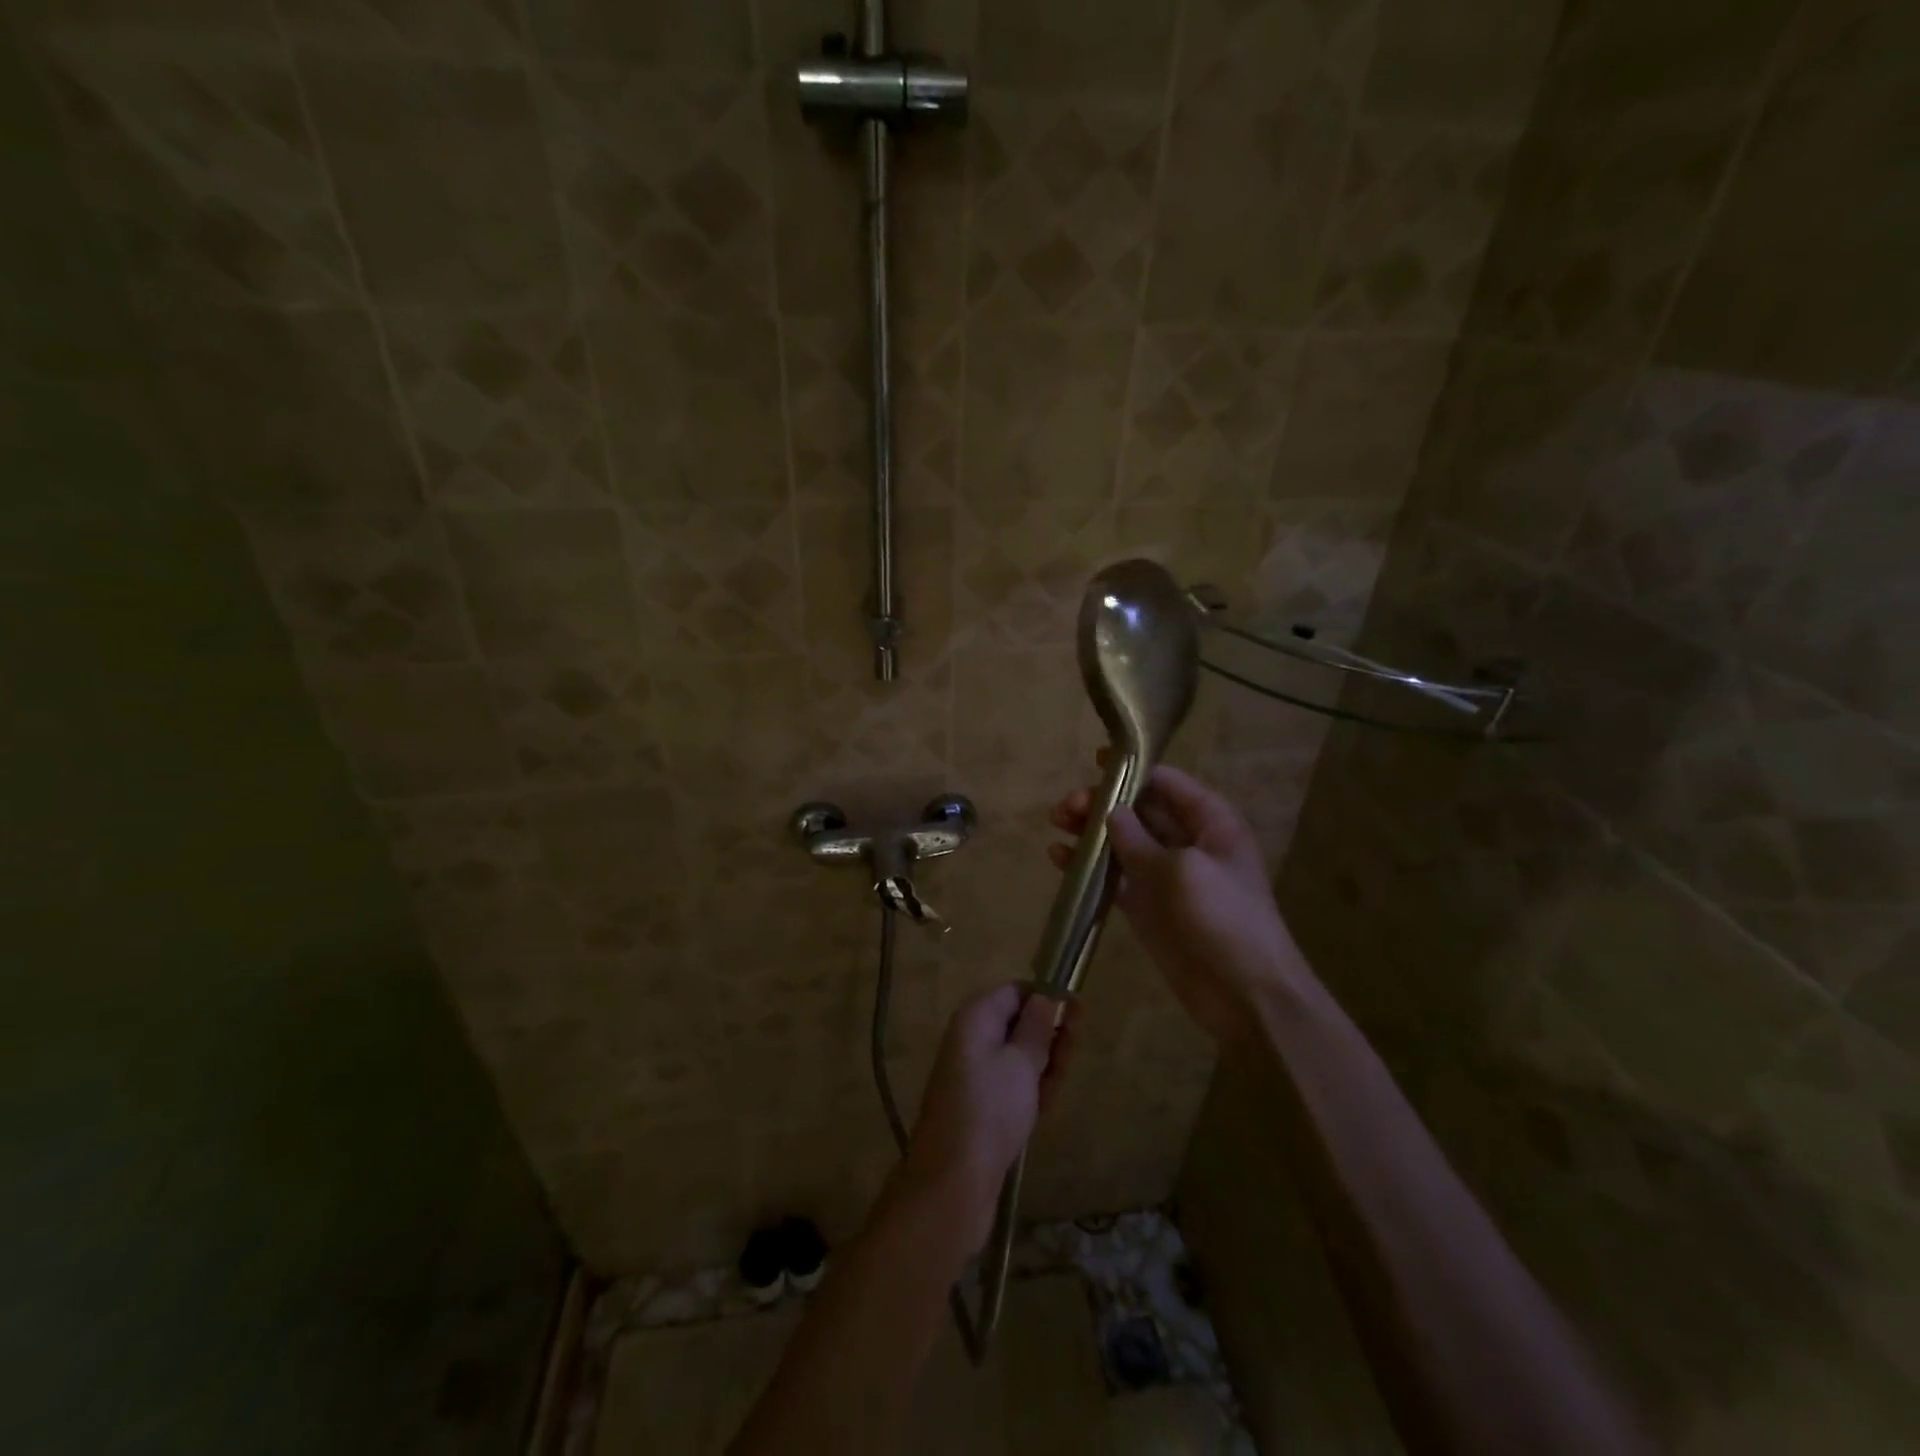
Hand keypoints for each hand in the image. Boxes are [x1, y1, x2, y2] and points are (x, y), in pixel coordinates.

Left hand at [903, 984, 1078, 1247]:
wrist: (954, 1181)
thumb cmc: (990, 1110)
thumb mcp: (1021, 1062)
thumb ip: (1037, 1027)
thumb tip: (1046, 996)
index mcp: (975, 1018)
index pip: (1015, 991)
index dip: (1047, 999)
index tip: (1079, 1014)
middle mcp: (971, 1038)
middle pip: (1019, 1023)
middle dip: (1049, 1037)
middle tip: (1071, 1056)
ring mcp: (974, 1072)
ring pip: (1019, 1056)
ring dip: (1044, 1066)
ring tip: (1055, 1087)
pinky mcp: (980, 1103)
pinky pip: (1012, 1084)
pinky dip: (1031, 1090)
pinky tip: (1044, 1108)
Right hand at [1049, 761, 1313, 1043]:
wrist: (1246, 996)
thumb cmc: (1224, 921)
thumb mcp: (1182, 872)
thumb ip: (1140, 840)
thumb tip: (1111, 812)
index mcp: (1211, 823)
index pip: (1167, 783)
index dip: (1133, 770)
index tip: (1095, 762)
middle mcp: (1187, 842)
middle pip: (1139, 809)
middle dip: (1103, 803)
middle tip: (1067, 808)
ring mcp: (1165, 875)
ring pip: (1122, 841)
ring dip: (1090, 832)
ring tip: (1057, 826)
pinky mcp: (1146, 905)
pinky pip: (1113, 876)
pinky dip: (1088, 867)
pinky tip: (1059, 859)